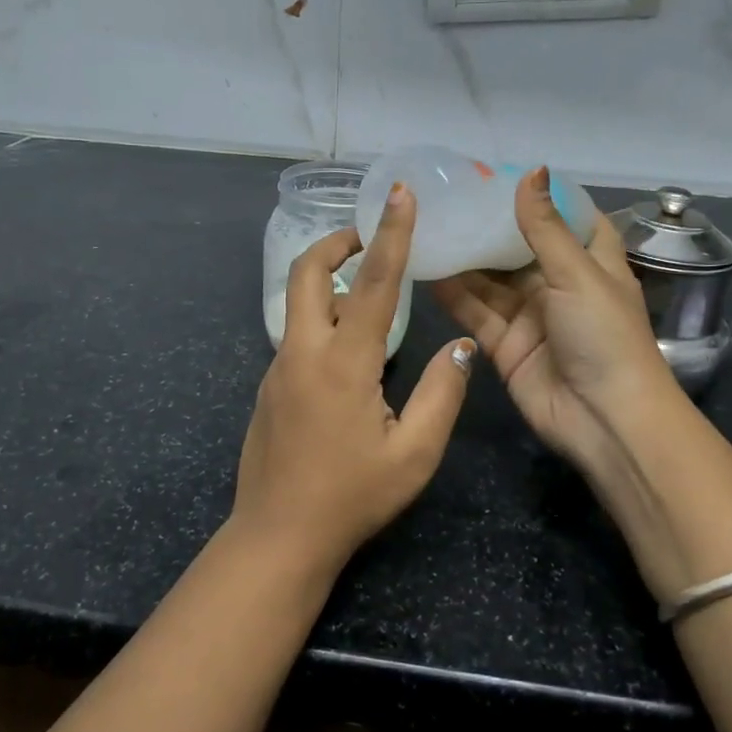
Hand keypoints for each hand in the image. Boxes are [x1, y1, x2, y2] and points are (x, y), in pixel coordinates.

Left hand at [231, 184, 475, 579]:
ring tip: (368, 290)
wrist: (276, 537)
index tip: (399, 194)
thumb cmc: (351, 498)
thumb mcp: (414, 454)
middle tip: (368, 238)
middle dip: (336, 242)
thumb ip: (442, 394)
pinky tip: (350, 350)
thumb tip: (462, 346)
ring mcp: (279, 366)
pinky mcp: (269, 384)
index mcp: (343, 362)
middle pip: (307, 272)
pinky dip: (322, 317)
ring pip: (298, 301)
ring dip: (328, 279)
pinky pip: (296, 333)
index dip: (391, 233)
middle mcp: (303, 351)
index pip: (374, 282)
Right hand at [431, 168, 672, 477]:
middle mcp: (558, 284)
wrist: (605, 421)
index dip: (540, 197)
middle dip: (487, 226)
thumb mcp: (577, 273)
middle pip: (517, 247)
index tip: (501, 174)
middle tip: (447, 196)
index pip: (567, 218)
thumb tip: (532, 169)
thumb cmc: (604, 336)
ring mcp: (529, 315)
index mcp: (589, 262)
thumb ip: (544, 226)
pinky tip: (425, 267)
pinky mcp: (505, 344)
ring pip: (490, 279)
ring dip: (463, 257)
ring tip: (427, 225)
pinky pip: (475, 310)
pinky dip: (452, 293)